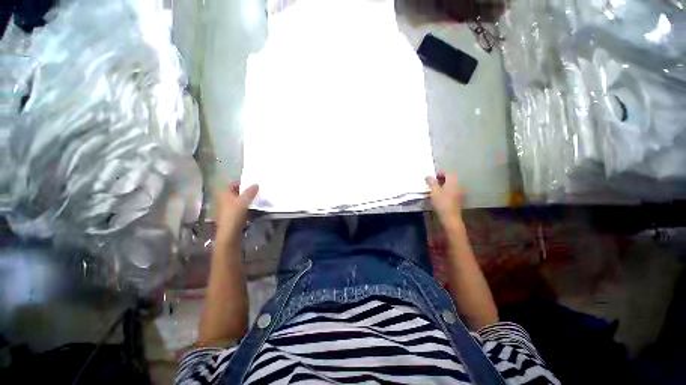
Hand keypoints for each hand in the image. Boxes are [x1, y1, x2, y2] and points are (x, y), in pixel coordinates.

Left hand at [215, 183, 258, 239]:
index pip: (232, 184)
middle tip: (255, 191)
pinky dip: (243, 207)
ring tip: (255, 199)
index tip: (251, 184)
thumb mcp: (244, 200)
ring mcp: (225, 208)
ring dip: (244, 200)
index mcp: (223, 193)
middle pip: (234, 193)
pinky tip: (251, 209)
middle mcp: (222, 199)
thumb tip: (256, 184)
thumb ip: (250, 192)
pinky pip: (237, 208)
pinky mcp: (229, 216)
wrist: (229, 232)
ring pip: (236, 201)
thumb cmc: (234, 213)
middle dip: (244, 192)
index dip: (241, 183)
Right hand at [426, 173, 463, 227]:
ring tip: (434, 190)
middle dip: (440, 179)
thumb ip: (431, 182)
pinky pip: (451, 192)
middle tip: (431, 183)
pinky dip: (445, 192)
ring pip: (450, 186)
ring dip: (442, 186)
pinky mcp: (458, 200)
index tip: (431, 177)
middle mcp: (458, 185)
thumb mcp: (434, 191)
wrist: (450, 217)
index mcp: (453, 181)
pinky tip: (439, 196)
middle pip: (449, 179)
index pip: (447, 173)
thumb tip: (428, 176)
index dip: (439, 173)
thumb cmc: (441, 202)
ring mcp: (459, 193)